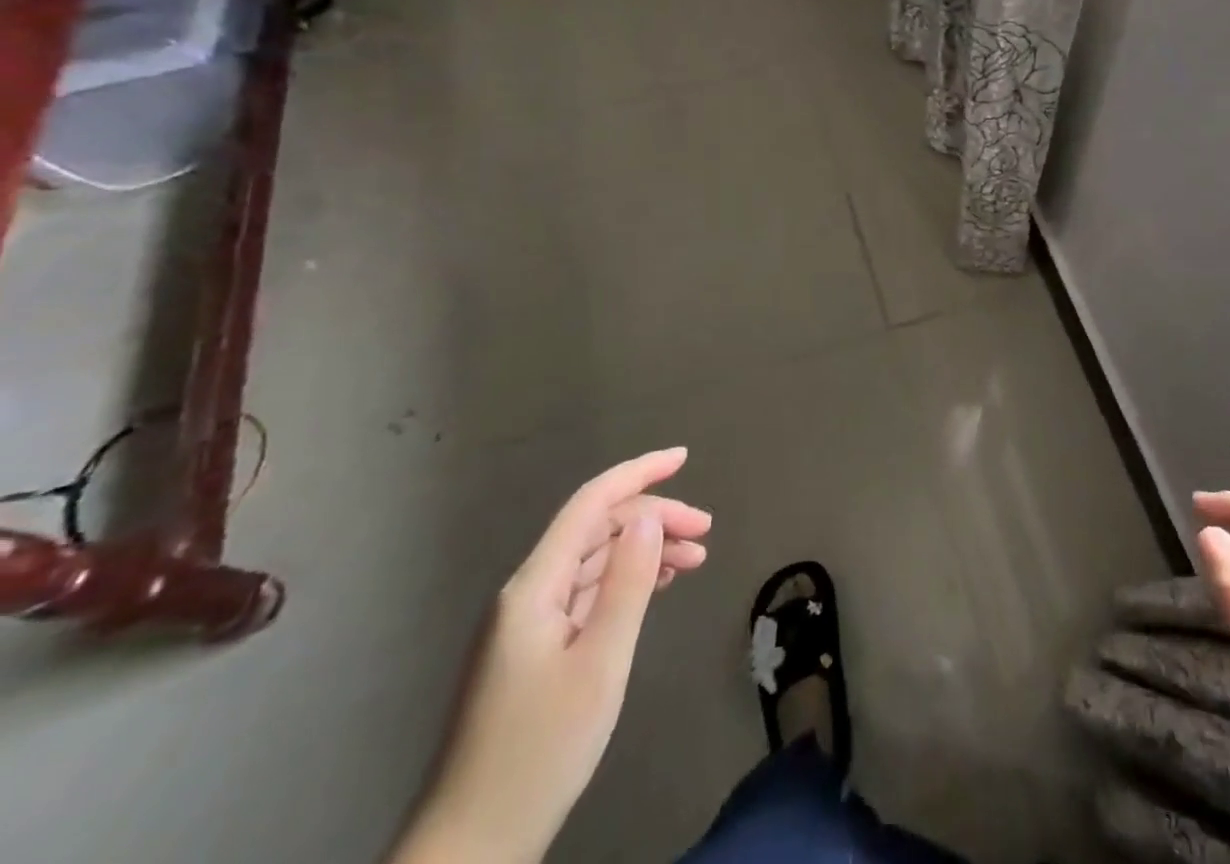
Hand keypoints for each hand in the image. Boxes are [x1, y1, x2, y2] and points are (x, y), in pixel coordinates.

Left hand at [391, 448, 711, 863]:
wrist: (470, 849)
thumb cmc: (540, 751)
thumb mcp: (600, 663)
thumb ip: (627, 582)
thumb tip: (650, 515)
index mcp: (534, 586)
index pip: (591, 503)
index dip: (639, 472)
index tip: (684, 457)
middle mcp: (527, 593)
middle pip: (597, 530)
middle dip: (654, 518)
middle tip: (706, 533)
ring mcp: (527, 624)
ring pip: (594, 561)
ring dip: (645, 550)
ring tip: (695, 559)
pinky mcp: (534, 652)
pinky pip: (586, 593)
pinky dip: (626, 580)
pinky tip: (655, 586)